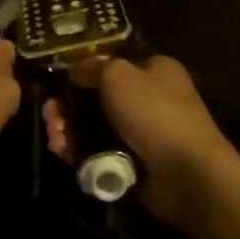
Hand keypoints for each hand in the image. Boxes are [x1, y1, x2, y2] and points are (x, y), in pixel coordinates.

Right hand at [44, 55, 239, 230]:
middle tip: (50, 115)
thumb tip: (74, 69)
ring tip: (56, 139)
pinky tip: (66, 155)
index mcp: (155, 69)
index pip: (113, 63)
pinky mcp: (138, 163)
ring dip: (71, 131)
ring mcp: (145, 133)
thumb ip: (92, 67)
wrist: (189, 175)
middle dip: (70, 106)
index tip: (59, 82)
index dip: (84, 70)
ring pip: (97, 126)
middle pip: (99, 96)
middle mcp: (152, 97)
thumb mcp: (118, 76)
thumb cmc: (155, 113)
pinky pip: (102, 153)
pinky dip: (84, 154)